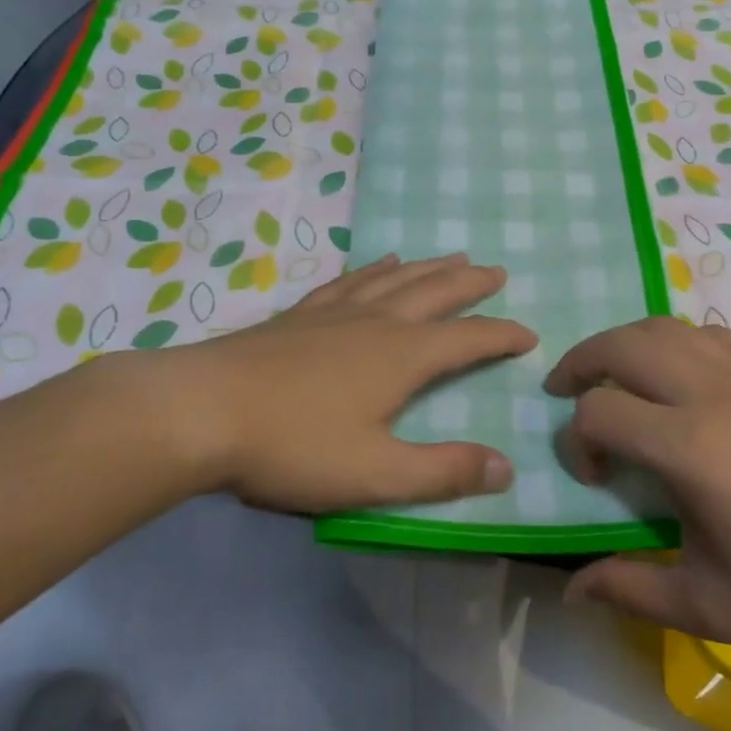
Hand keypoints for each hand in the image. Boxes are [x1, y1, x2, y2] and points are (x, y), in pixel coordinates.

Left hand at [120, 253, 536, 511]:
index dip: (502, 335)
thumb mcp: (376, 474)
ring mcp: (335, 312)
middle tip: (496, 271)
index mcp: (402, 356)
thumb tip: (506, 467)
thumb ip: (443, 472)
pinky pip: (350, 280)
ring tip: (451, 256)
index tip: (529, 334)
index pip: (469, 339)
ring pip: (395, 278)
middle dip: (470, 284)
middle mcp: (376, 322)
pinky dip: (374, 268)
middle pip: (435, 292)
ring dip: (429, 268)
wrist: (201, 411)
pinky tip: (377, 264)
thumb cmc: (293, 445)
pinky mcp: (300, 314)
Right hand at [547, 317, 730, 650]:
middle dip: (579, 364)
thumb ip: (633, 591)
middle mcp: (710, 392)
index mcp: (691, 448)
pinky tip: (677, 377)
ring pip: (661, 327)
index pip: (598, 413)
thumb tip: (572, 591)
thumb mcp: (714, 606)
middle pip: (620, 346)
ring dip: (621, 344)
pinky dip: (671, 343)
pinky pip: (704, 332)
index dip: (576, 442)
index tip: (594, 479)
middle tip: (565, 391)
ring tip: (611, 375)